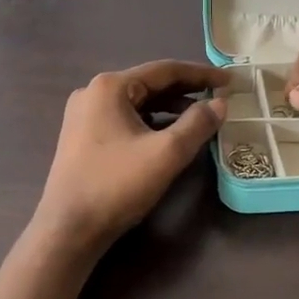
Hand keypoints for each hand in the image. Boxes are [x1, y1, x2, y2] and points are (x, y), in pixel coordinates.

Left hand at [35, 59, 228, 248]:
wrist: (68, 229)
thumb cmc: (116, 185)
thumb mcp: (166, 153)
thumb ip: (197, 124)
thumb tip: (221, 104)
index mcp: (110, 87)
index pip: (164, 70)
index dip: (201, 74)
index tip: (229, 81)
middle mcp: (93, 93)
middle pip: (150, 84)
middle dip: (186, 91)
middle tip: (219, 98)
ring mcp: (84, 115)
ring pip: (138, 103)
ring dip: (170, 108)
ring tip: (201, 117)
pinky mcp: (83, 137)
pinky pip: (125, 120)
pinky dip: (151, 123)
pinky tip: (169, 135)